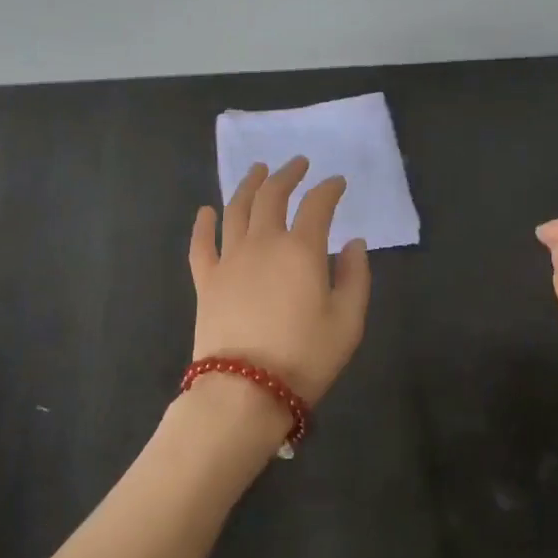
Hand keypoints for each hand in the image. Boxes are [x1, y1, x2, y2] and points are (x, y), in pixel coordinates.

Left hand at [188, 157, 370, 406]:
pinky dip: (203, 224)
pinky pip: (201, 244)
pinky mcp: (207, 281)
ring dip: (249, 184)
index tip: (338, 182)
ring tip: (258, 170)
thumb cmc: (305, 357)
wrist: (244, 393)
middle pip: (273, 195)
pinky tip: (206, 211)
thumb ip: (356, 276)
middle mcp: (264, 243)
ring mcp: (230, 259)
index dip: (329, 189)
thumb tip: (354, 243)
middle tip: (298, 163)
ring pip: (237, 209)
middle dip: (288, 174)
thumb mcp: (348, 321)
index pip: (318, 205)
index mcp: (301, 249)